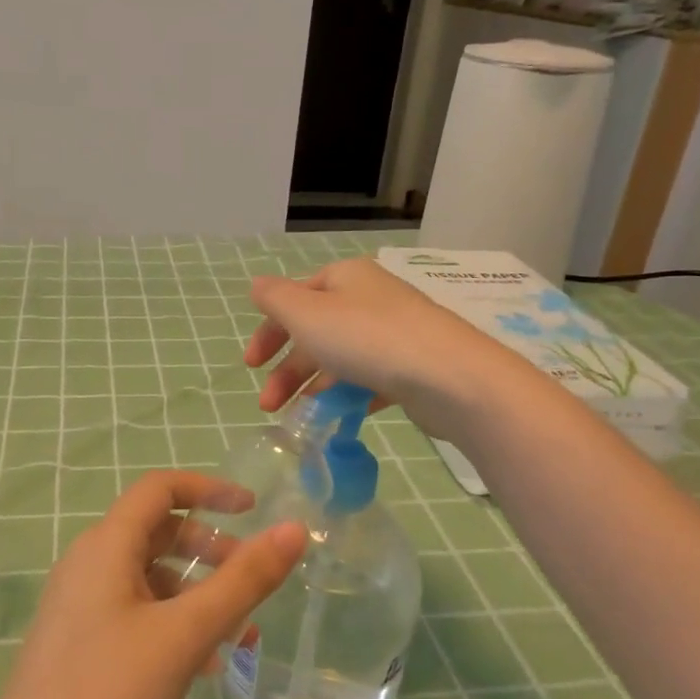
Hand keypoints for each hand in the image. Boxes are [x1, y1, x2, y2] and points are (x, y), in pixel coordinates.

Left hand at [0, 472, 306, 698]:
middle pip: (157, 532)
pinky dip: (174, 623)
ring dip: (197, 594)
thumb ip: (243, 581)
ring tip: (238, 636)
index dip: (208, 488)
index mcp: (106, 546)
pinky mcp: (79, 644)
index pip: (160, 489)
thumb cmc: (108, 696)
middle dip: (210, 549)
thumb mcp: (186, 635)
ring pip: (150, 578)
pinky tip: (203, 667)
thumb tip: (294, 530)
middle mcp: (88, 564)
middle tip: (251, 582)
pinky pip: (136, 613)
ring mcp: (80, 606)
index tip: (253, 509)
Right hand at [246, 258, 499, 439]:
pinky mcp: (413, 366)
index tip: (250, 365)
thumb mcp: (307, 314)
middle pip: (315, 332)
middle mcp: (370, 299)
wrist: (449, 377)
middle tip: (268, 405)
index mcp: (345, 278)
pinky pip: (370, 378)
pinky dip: (349, 395)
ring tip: (300, 420)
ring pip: (341, 358)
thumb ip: (276, 300)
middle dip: (287, 370)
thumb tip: (257, 286)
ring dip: (313, 387)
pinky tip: (340, 418)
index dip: (268, 331)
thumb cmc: (367, 338)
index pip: (295, 298)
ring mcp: (395, 333)